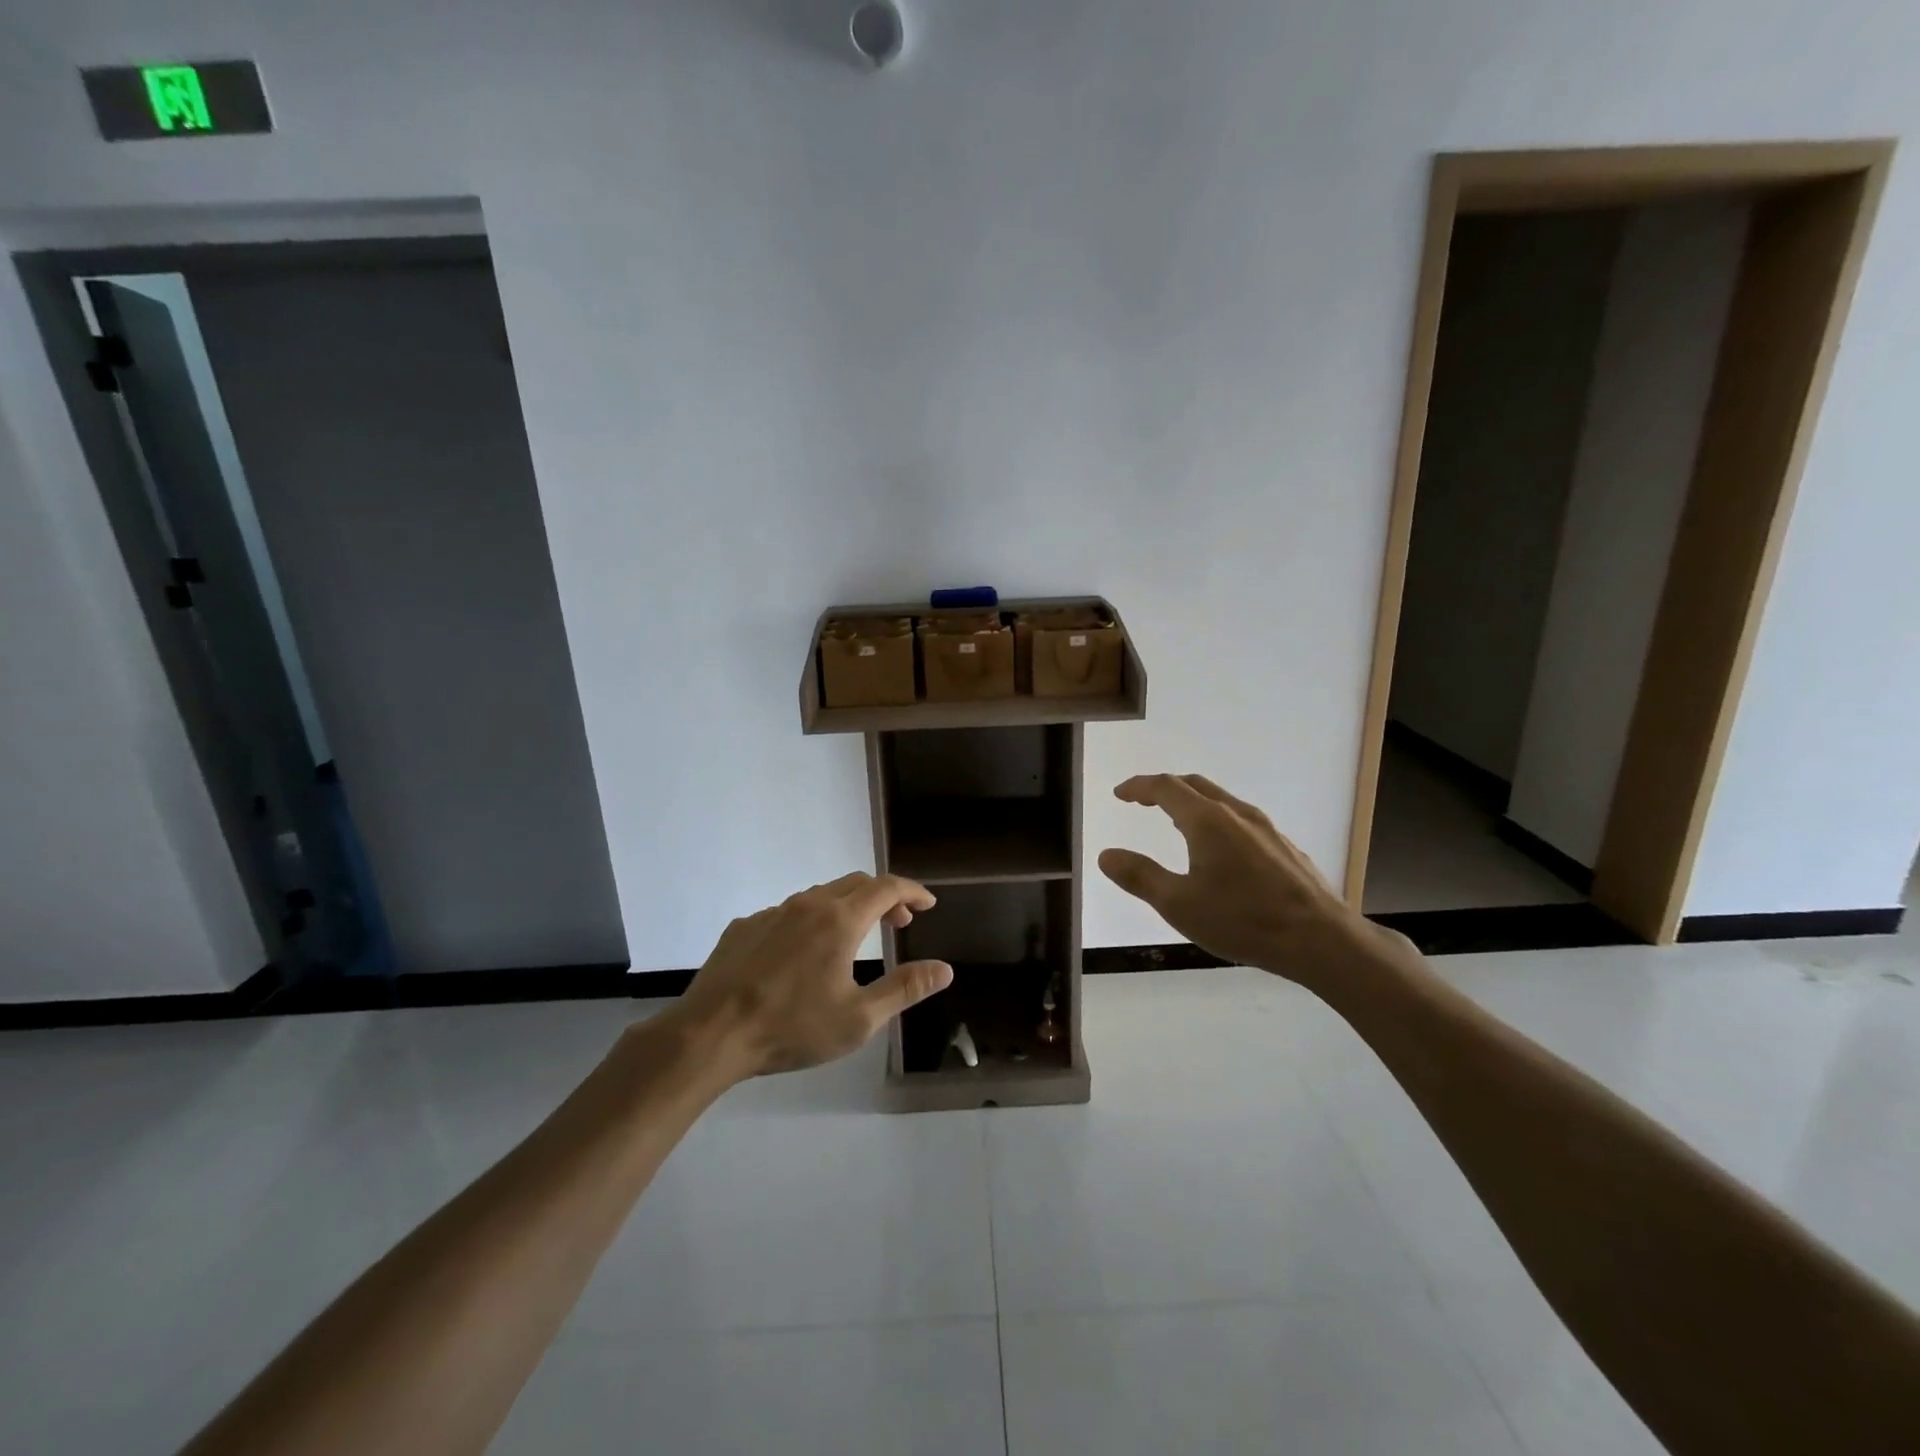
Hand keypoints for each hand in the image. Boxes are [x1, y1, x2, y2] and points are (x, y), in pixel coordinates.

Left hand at [669, 873, 954, 1077]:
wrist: (710, 1035)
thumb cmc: (791, 1028)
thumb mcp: (859, 1019)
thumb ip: (905, 988)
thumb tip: (945, 968)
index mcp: (840, 920)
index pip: (887, 888)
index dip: (912, 892)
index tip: (928, 904)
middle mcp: (808, 904)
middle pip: (855, 883)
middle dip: (884, 897)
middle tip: (899, 923)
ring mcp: (772, 912)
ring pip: (820, 895)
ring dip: (847, 906)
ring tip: (855, 936)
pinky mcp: (744, 926)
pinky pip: (787, 912)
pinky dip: (810, 921)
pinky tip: (802, 954)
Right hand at [1098, 774, 1384, 990]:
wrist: (1321, 940)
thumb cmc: (1243, 920)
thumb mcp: (1179, 904)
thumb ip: (1139, 877)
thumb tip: (1106, 855)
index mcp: (1207, 821)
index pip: (1165, 787)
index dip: (1138, 786)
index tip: (1120, 793)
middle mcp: (1236, 814)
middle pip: (1194, 785)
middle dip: (1164, 788)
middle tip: (1143, 800)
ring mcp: (1265, 828)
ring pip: (1221, 800)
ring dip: (1192, 802)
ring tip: (1176, 821)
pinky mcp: (1284, 846)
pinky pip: (1240, 819)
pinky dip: (1216, 819)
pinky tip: (1220, 849)